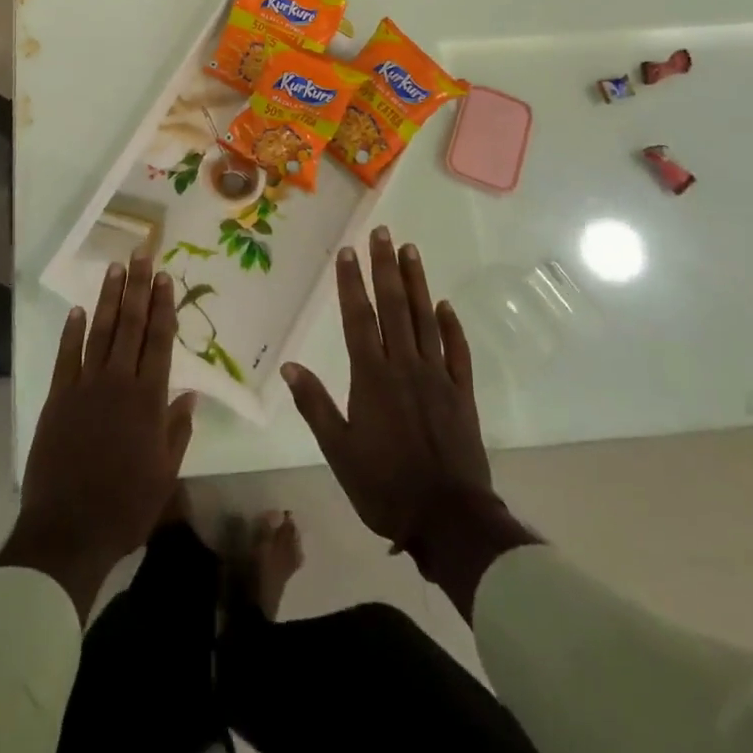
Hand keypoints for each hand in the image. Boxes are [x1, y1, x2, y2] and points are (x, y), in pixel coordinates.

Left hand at [0, 258, 195, 615]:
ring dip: (109, 299)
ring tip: (115, 269)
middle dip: (138, 288)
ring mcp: (84, 387)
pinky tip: (78, 310)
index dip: (163, 307)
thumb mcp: (165, 474)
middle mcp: (117, 383)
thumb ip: (177, 429)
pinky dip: (72, 332)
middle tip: (142, 255)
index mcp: (148, 400)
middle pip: (131, 326)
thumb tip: (190, 393)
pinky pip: (66, 356)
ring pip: (100, 332)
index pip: (159, 341)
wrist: (68, 530)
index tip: (166, 278)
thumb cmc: (125, 506)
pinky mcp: (57, 398)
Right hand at [282, 228, 535, 616]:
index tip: (348, 252)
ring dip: (417, 283)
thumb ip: (314, 405)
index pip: (359, 318)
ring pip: (426, 319)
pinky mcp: (462, 394)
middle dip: (385, 267)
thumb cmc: (385, 486)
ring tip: (410, 250)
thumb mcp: (338, 451)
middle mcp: (405, 366)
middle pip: (394, 307)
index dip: (351, 283)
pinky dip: (452, 326)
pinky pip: (457, 351)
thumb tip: (290, 365)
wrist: (449, 519)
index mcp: (372, 377)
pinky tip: (445, 305)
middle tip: (382, 233)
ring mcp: (438, 377)